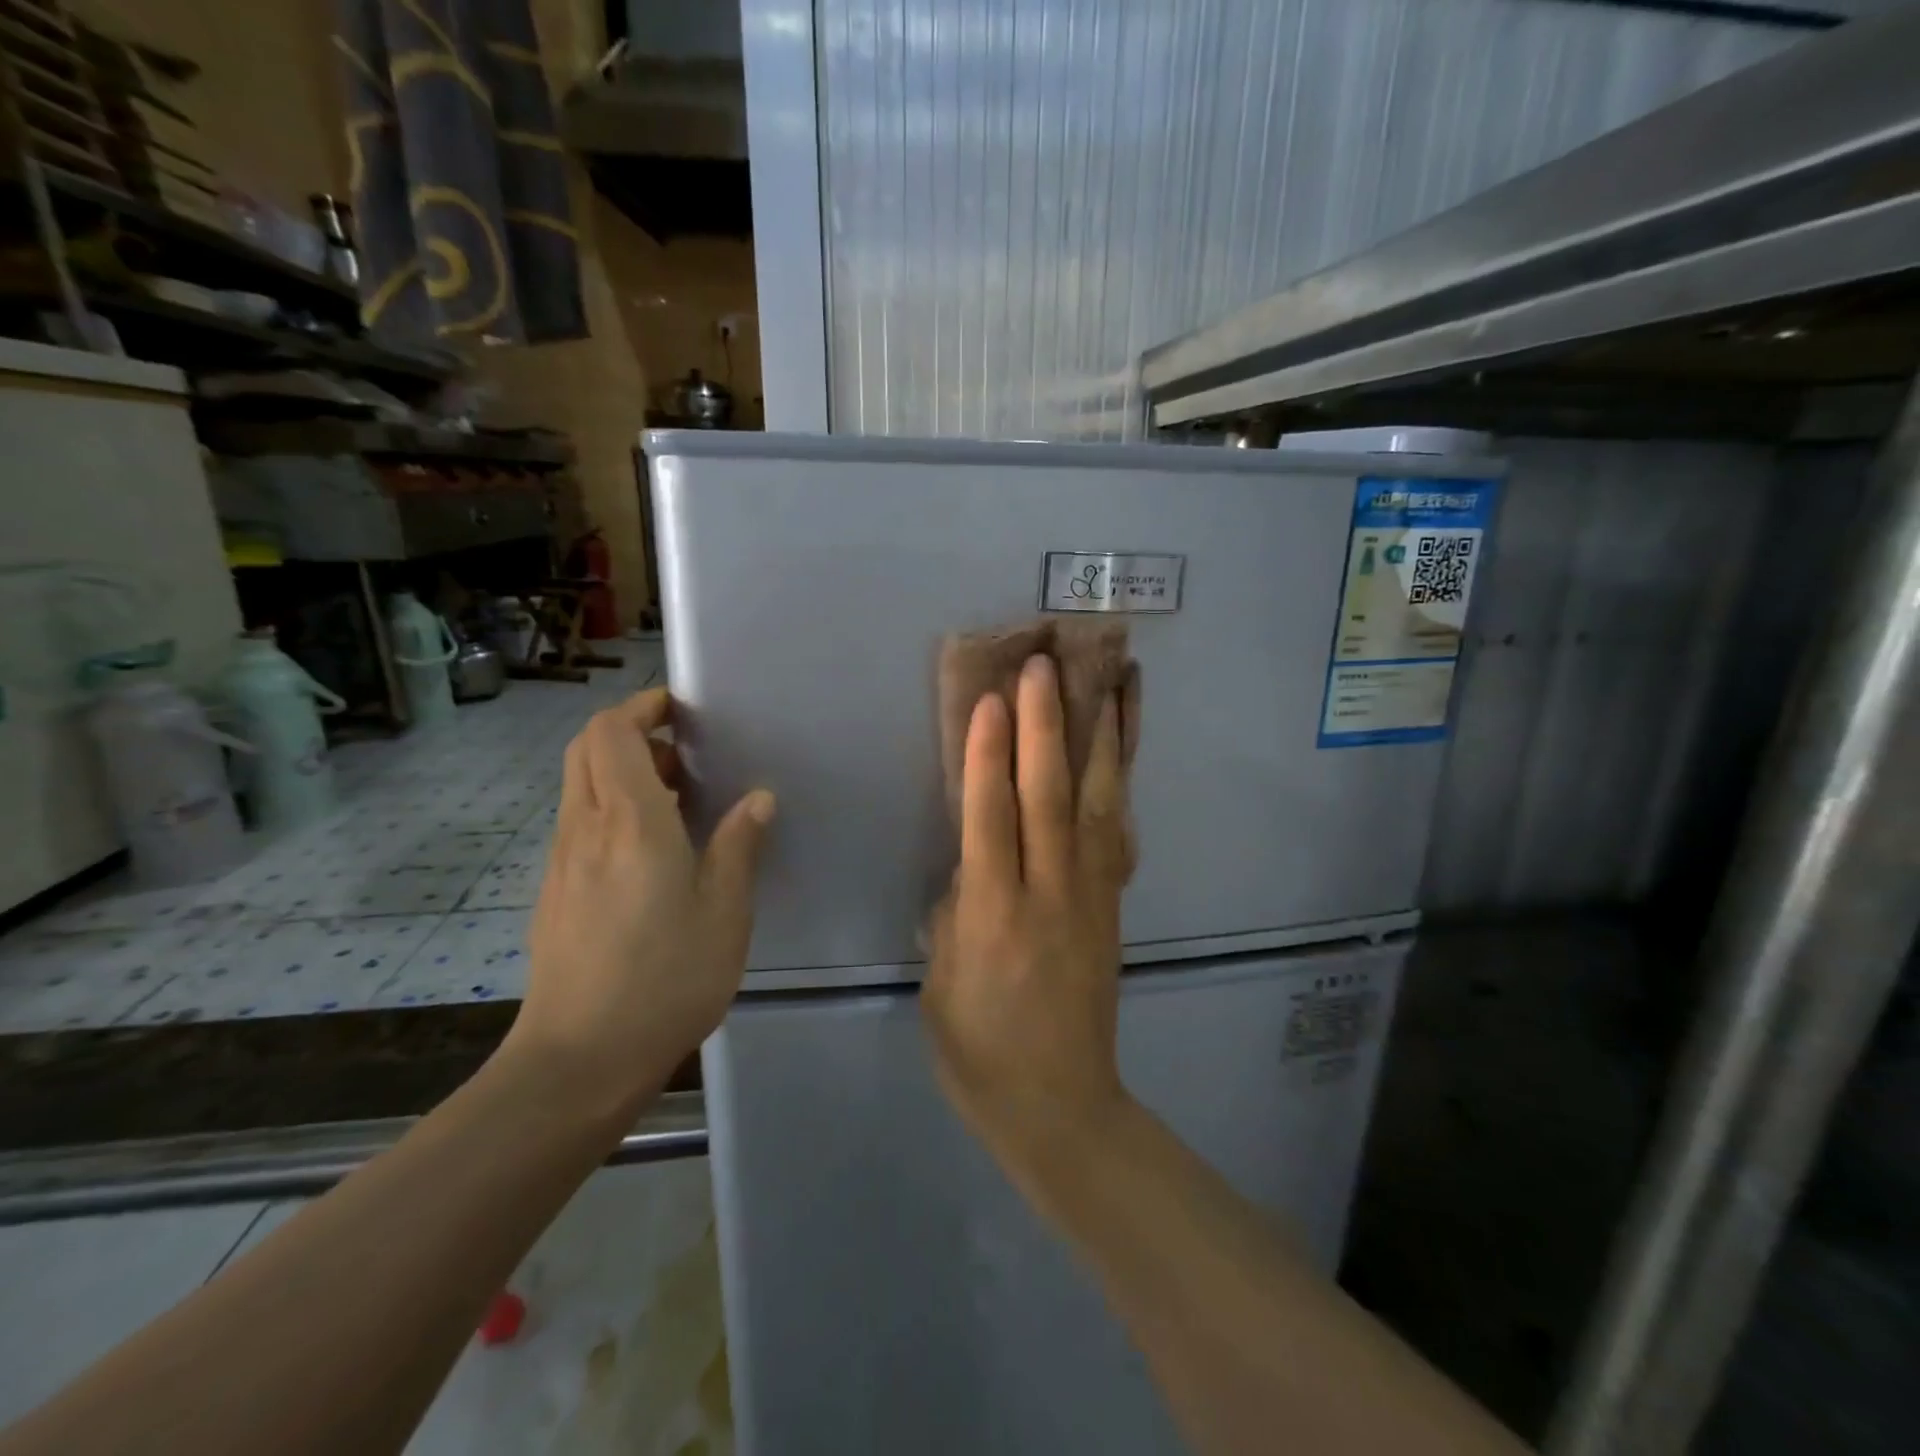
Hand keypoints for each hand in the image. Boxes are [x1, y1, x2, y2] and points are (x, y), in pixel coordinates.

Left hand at [505, 687, 774, 1123]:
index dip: (641, 707)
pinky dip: (610, 808)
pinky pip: (579, 823)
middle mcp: (585, 828)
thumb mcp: (724, 911)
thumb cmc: (665, 978)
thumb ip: (738, 846)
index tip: (682, 710)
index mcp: (630, 822)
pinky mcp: (555, 891)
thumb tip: (757, 798)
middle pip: (586, 748)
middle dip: (629, 730)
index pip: (612, 732)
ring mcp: (562, 861)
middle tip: (682, 750)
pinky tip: (651, 850)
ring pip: (579, 785)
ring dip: (621, 771)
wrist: (579, 1060)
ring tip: (677, 797)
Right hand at [922, 655, 1135, 1185]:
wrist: (1061, 1107)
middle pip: (1049, 797)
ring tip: (1112, 680)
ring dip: (1102, 738)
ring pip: (1099, 805)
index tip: (993, 699)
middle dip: (1046, 726)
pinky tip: (1123, 746)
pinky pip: (1118, 832)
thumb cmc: (980, 1052)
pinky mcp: (1113, 904)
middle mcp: (1048, 895)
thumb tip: (972, 863)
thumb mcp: (941, 985)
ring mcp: (1091, 897)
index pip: (991, 819)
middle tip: (1045, 664)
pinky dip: (1122, 782)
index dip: (990, 756)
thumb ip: (954, 912)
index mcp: (994, 918)